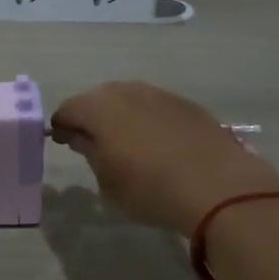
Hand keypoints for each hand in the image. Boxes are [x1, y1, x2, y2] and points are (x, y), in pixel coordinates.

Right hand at [50, 81, 278, 236]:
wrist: (217, 185)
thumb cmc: (149, 188)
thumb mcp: (107, 180)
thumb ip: (91, 153)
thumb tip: (83, 137)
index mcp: (98, 108)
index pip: (67, 110)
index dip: (61, 127)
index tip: (63, 143)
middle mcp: (126, 91)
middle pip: (98, 99)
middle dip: (91, 118)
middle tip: (93, 144)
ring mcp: (160, 94)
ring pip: (129, 100)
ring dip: (121, 117)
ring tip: (127, 144)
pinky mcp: (187, 104)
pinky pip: (156, 107)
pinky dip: (149, 121)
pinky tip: (158, 144)